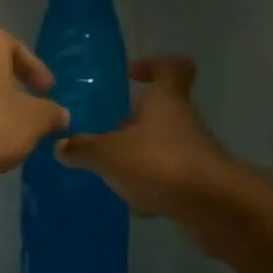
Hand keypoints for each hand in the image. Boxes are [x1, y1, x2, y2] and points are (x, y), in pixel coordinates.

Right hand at [56, 57, 239, 217]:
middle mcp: (183, 121)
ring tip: (114, 173)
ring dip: (140, 156)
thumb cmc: (159, 164)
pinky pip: (169, 177)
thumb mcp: (109, 155)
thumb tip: (61, 146)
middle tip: (107, 135)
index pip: (170, 68)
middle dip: (134, 122)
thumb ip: (83, 149)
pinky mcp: (198, 182)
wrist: (211, 206)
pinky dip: (152, 186)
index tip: (132, 75)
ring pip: (163, 146)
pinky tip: (136, 203)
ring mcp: (194, 152)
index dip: (153, 66)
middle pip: (161, 111)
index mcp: (166, 101)